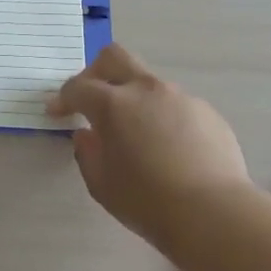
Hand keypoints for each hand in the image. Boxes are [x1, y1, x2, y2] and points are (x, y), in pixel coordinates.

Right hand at [48, 43, 249, 245]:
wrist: (213, 212)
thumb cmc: (147, 201)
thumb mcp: (101, 184)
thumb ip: (87, 152)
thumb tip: (87, 134)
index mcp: (113, 104)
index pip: (78, 87)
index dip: (62, 98)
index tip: (56, 111)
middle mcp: (146, 90)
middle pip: (114, 58)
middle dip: (95, 72)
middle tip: (91, 100)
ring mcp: (181, 97)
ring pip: (148, 83)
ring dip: (133, 99)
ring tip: (136, 135)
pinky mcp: (207, 112)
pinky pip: (175, 105)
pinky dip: (163, 117)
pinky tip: (169, 150)